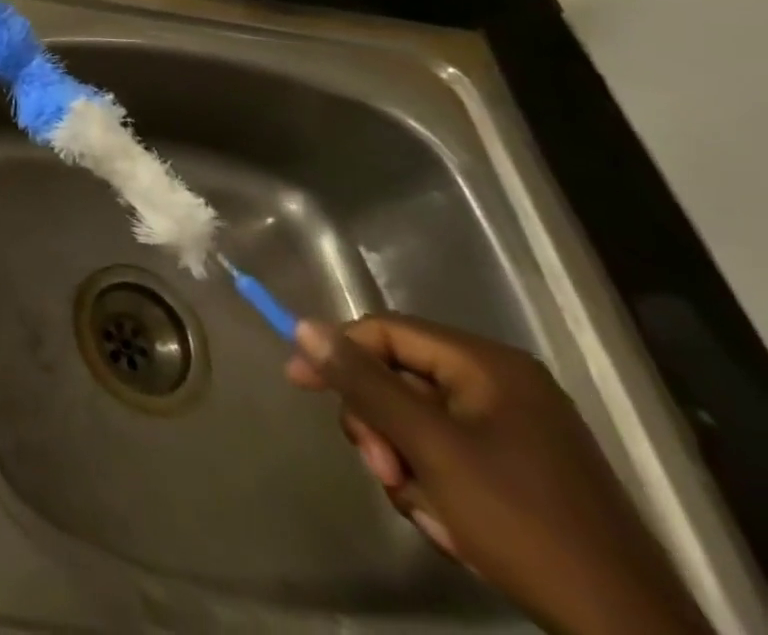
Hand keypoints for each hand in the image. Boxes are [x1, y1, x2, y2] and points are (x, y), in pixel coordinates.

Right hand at [287, 314, 709, 634]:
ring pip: (418, 423)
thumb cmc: (523, 524)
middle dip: (381, 428)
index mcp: (487, 365)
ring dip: (405, 464)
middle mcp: (502, 385)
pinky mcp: (523, 471)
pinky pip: (448, 454)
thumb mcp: (430, 448)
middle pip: (399, 379)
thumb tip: (303, 326)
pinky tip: (453, 526)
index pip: (385, 332)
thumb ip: (364, 383)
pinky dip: (436, 486)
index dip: (337, 352)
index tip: (299, 383)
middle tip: (383, 471)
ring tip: (428, 511)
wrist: (631, 634)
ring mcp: (517, 430)